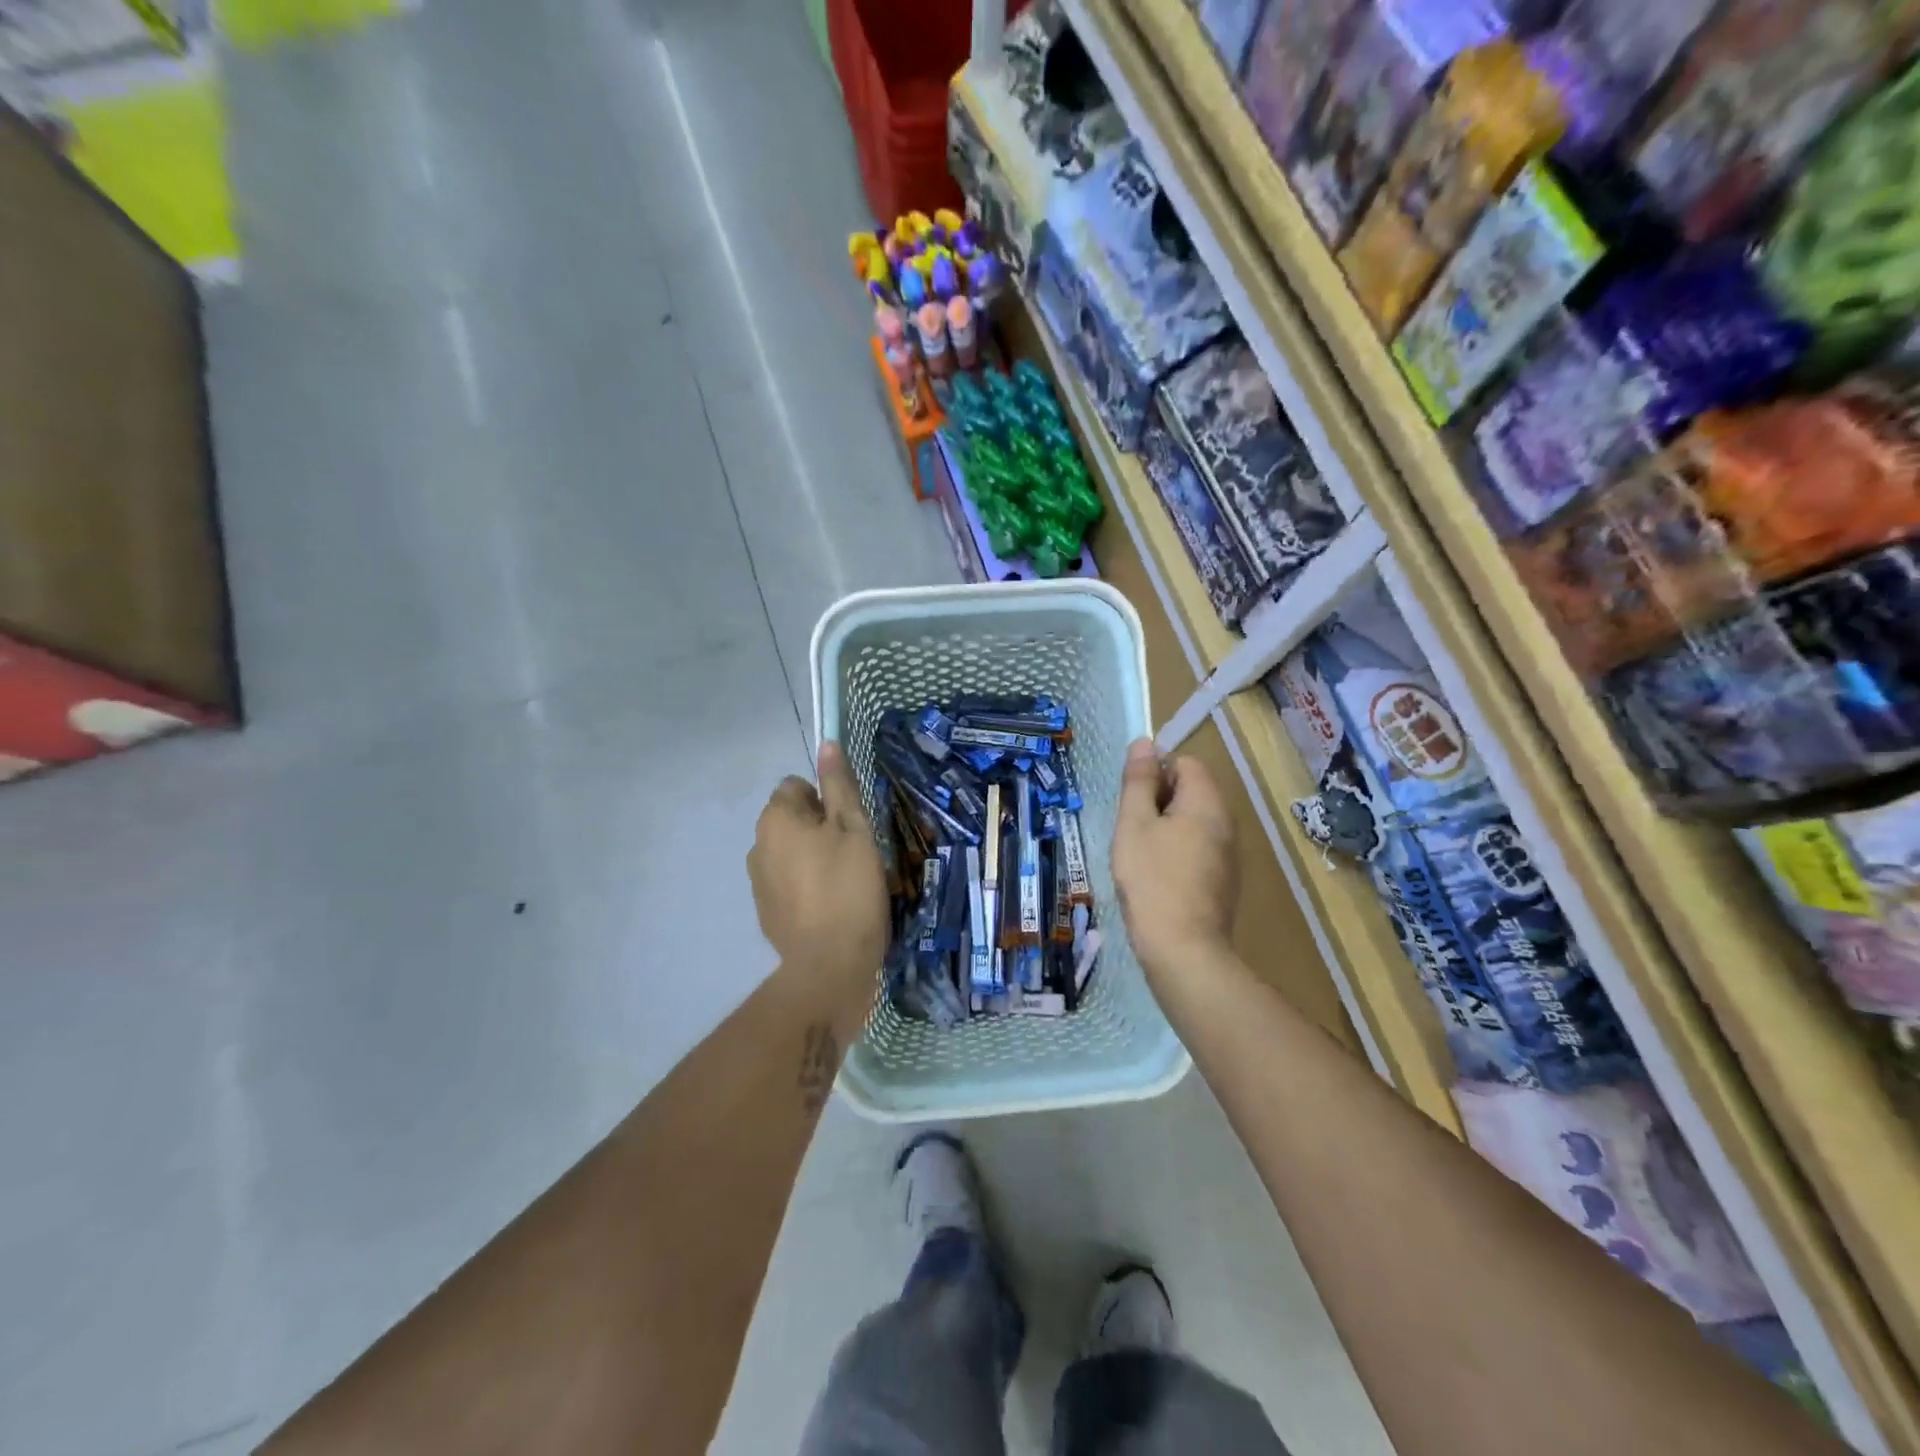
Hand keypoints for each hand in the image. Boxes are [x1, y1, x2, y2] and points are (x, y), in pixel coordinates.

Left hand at [749, 743, 888, 1014]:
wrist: (829, 964)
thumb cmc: (849, 888)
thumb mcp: (854, 828)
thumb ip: (839, 785)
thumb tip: (827, 743)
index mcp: (776, 818)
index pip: (796, 786)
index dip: (827, 800)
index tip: (850, 825)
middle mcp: (757, 843)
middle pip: (792, 818)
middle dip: (819, 828)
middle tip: (853, 854)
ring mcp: (757, 880)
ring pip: (790, 850)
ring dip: (811, 856)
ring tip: (844, 882)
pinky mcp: (765, 910)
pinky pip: (787, 881)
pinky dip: (805, 885)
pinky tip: (829, 906)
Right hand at [1112, 739, 1238, 984]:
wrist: (1183, 949)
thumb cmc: (1152, 880)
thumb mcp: (1134, 824)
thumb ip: (1139, 782)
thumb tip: (1144, 743)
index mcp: (1207, 803)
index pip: (1185, 762)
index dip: (1155, 770)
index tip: (1131, 798)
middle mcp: (1226, 823)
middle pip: (1191, 791)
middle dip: (1158, 800)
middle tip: (1130, 826)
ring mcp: (1229, 855)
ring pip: (1193, 822)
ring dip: (1164, 827)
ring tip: (1138, 852)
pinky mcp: (1223, 881)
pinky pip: (1198, 848)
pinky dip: (1175, 850)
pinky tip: (1155, 876)